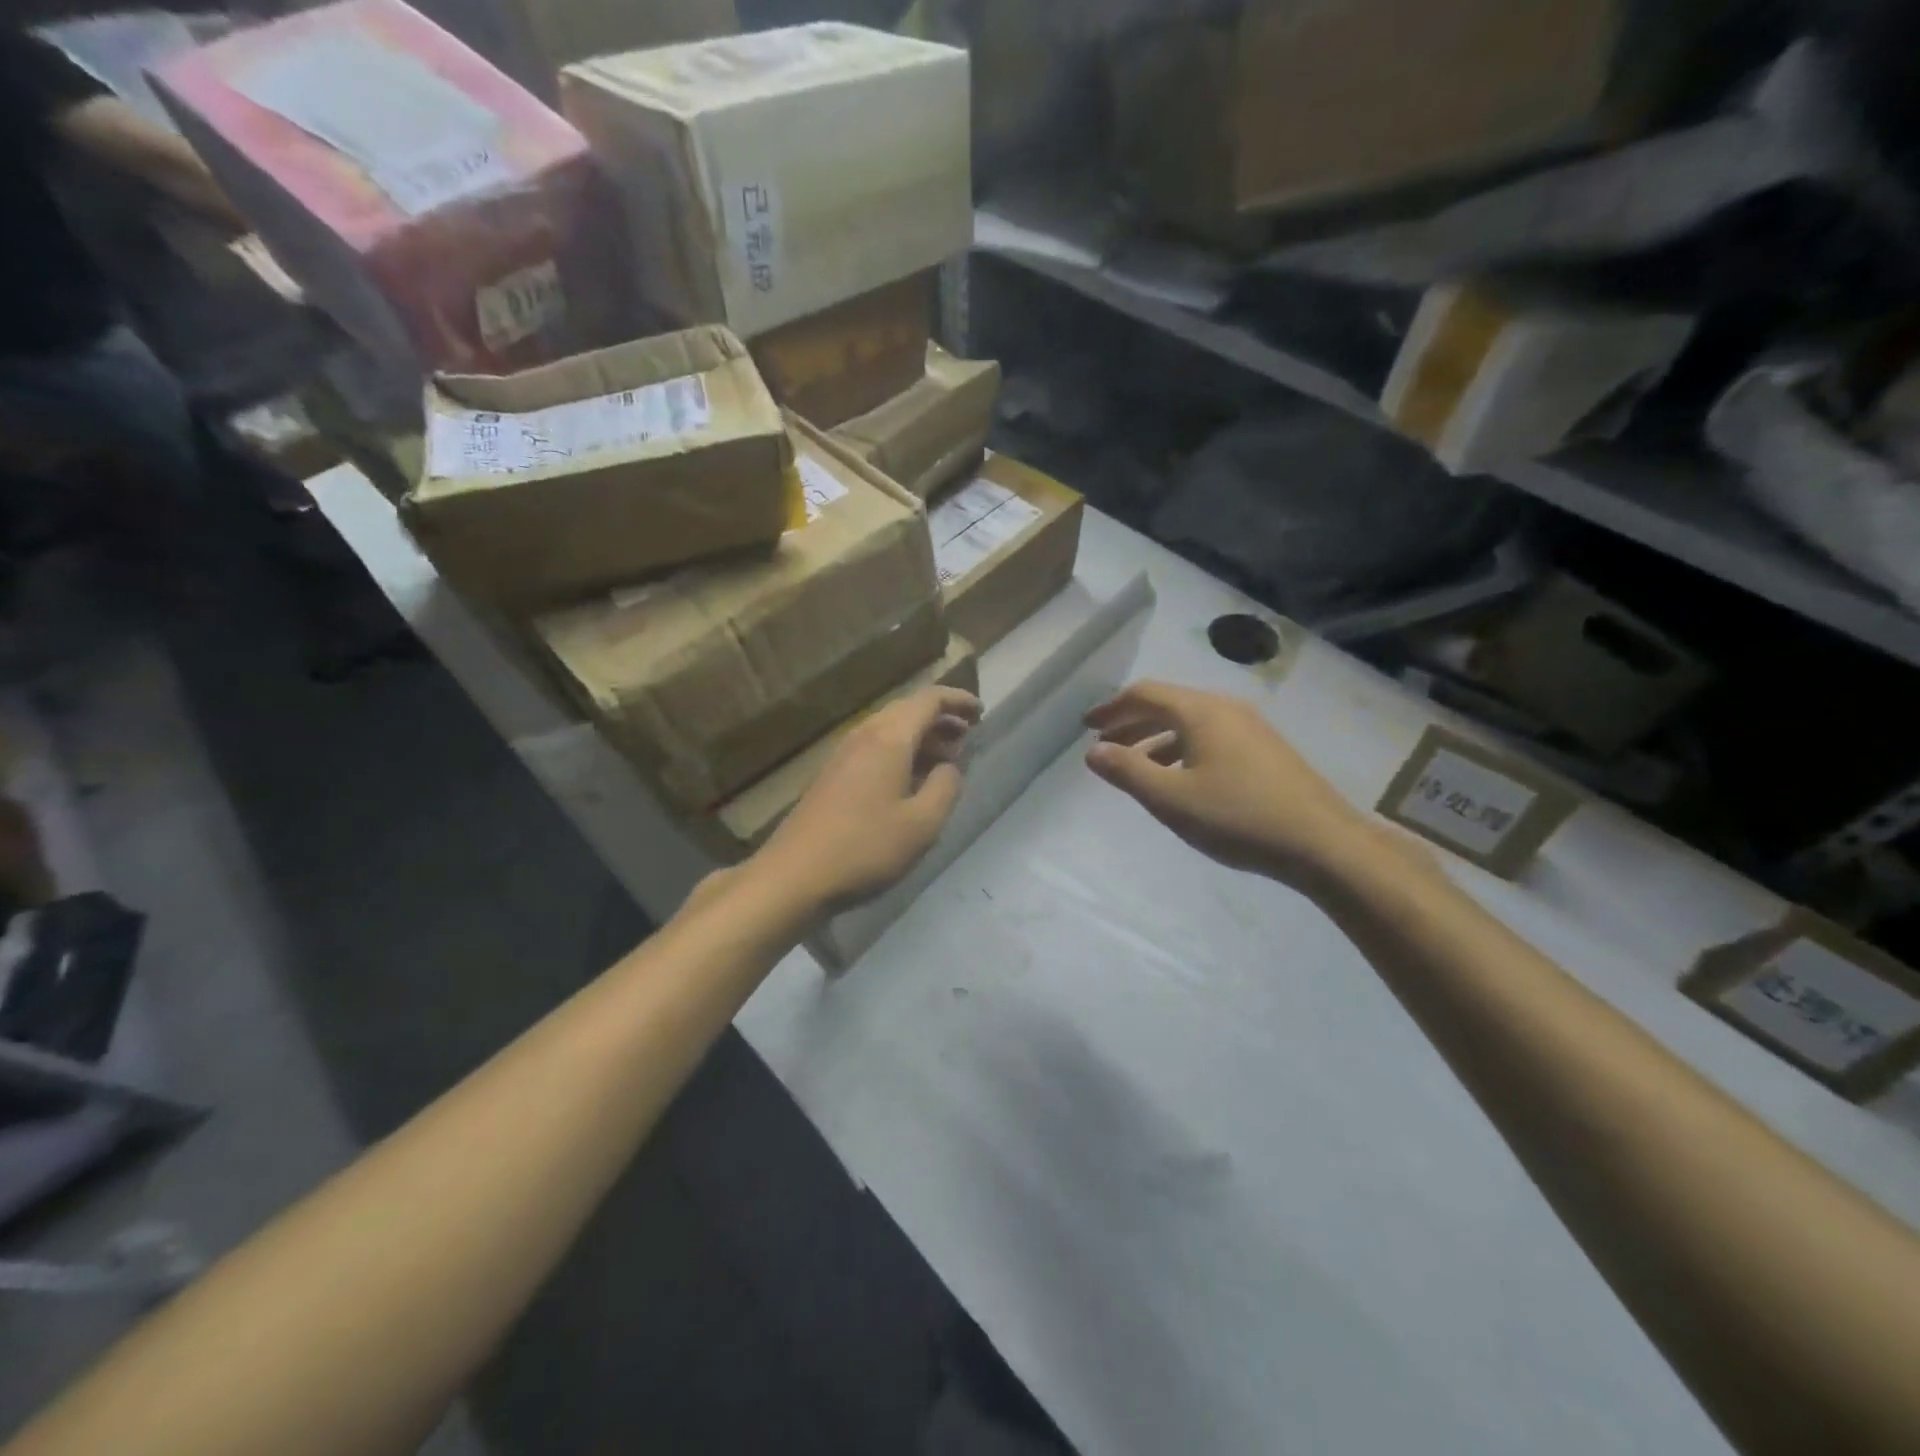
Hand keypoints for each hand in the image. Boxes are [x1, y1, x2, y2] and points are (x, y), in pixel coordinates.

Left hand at [755, 686, 981, 913]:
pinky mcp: (832, 775)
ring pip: (889, 729)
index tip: (981, 712)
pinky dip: (900, 751)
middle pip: (907, 710)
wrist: (795, 875)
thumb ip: (946, 787)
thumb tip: (950, 766)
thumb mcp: (923, 823)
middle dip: (941, 717)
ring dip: (920, 736)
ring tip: (946, 758)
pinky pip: (874, 747)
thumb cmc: (866, 848)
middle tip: (968, 735)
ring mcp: (843, 755)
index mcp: (889, 739)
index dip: (958, 700)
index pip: (928, 700)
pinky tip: (910, 780)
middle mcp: (864, 736)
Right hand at [1084, 681, 1366, 884]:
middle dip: (1131, 722)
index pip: (1145, 693)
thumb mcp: (1171, 798)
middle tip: (1104, 745)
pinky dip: (1182, 748)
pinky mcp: (1265, 750)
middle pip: (1167, 704)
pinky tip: (1179, 778)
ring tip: (1135, 766)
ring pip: (1190, 722)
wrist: (1322, 842)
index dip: (1112, 708)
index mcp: (1200, 711)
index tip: (1087, 726)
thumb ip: (1127, 771)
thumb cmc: (1238, 817)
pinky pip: (1210, 736)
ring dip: (1156, 738)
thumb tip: (1093, 751)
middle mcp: (1225, 708)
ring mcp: (1250, 727)